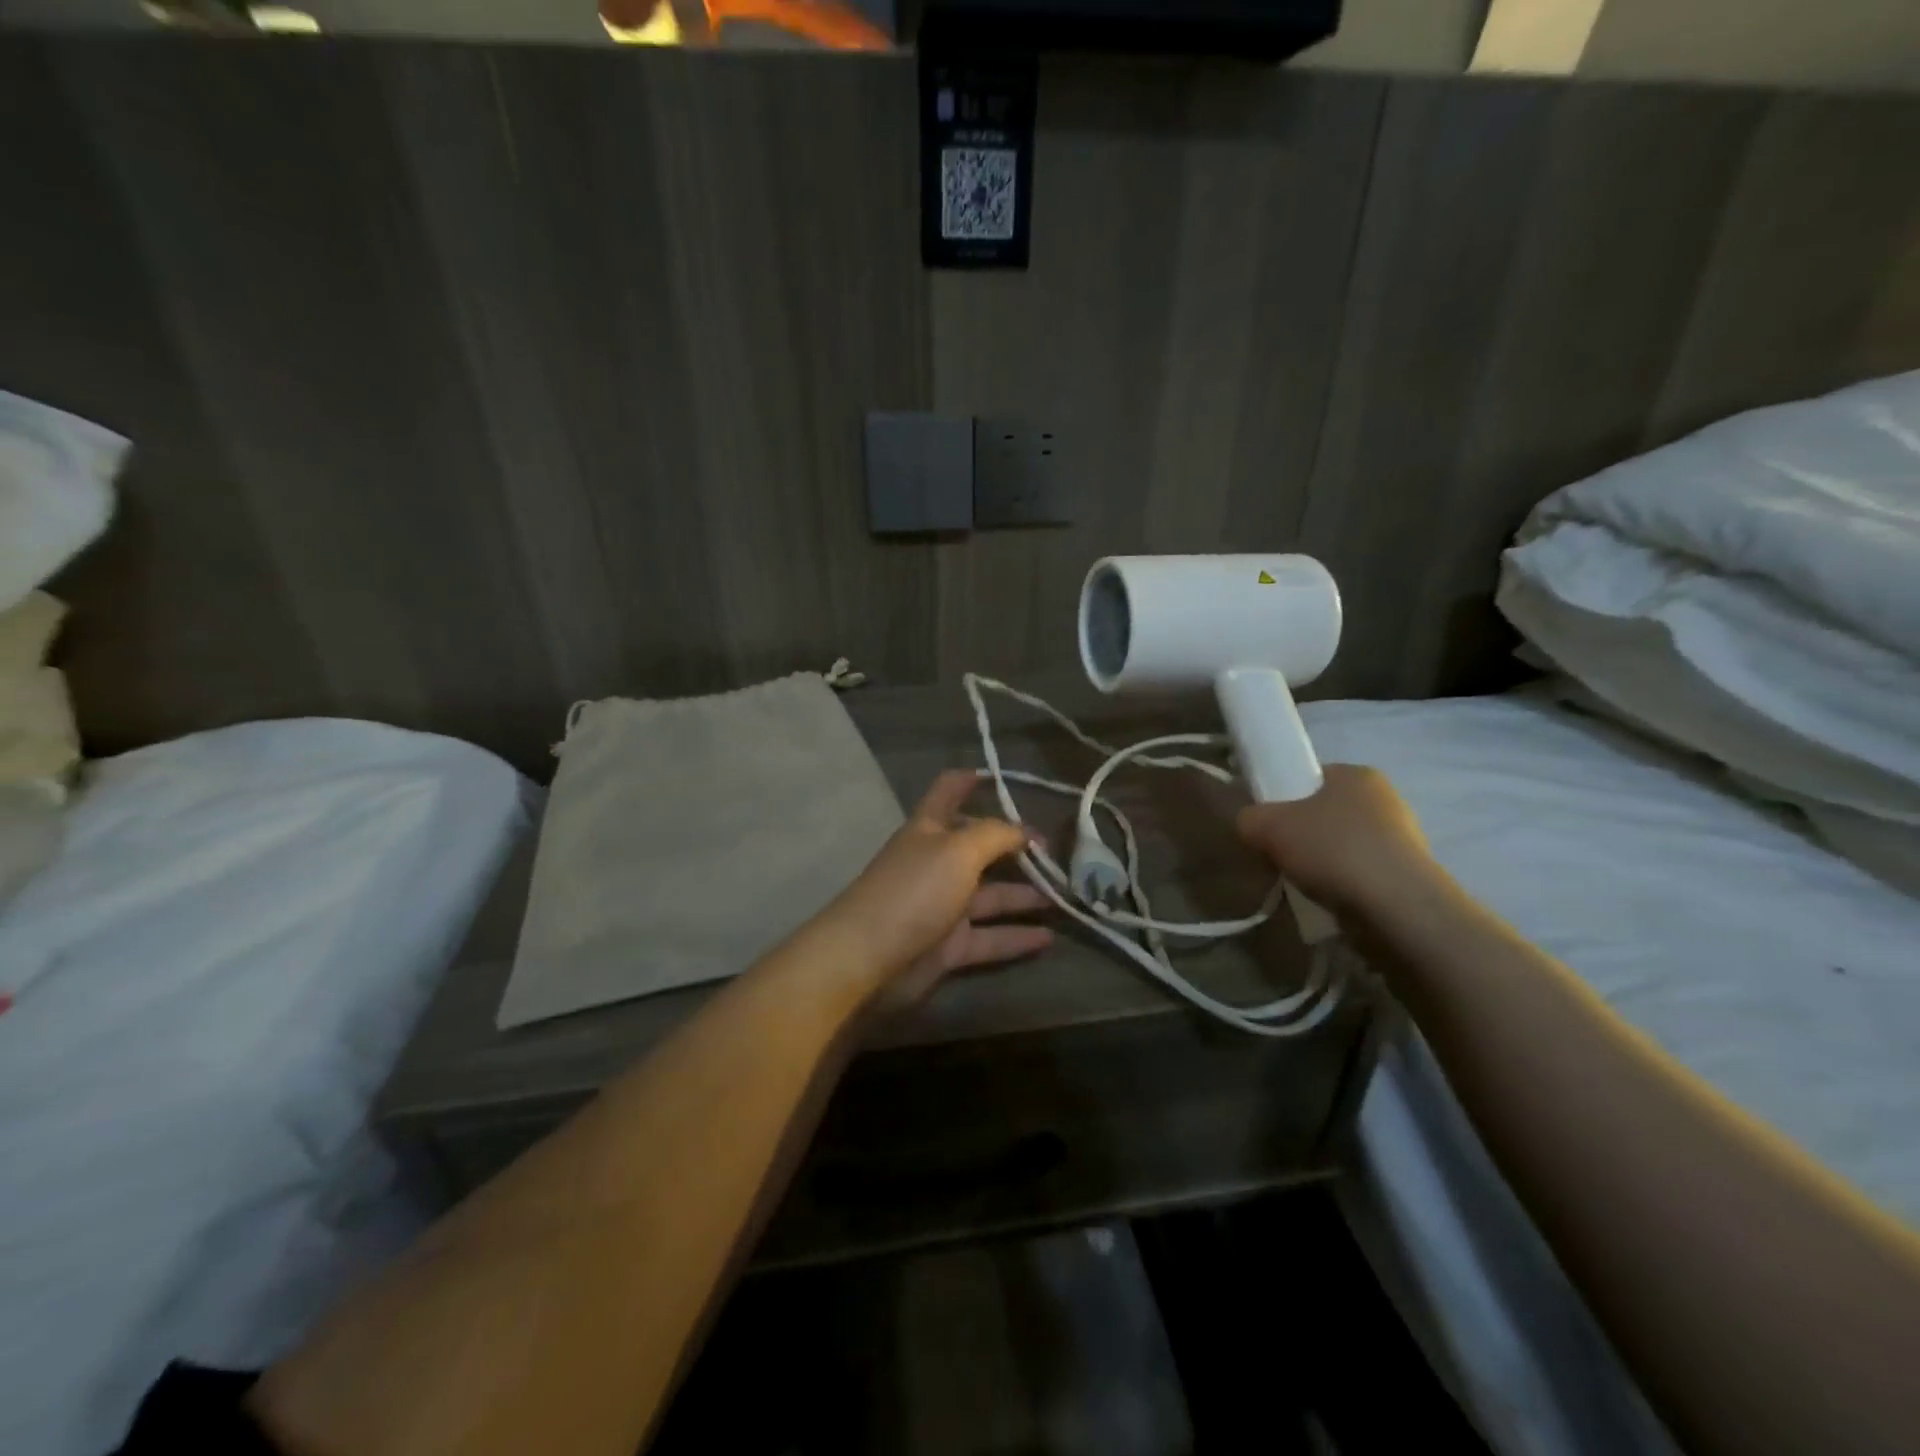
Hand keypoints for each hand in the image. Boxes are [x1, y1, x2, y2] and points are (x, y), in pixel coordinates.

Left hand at [816, 769, 1052, 1010]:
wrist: (870, 959)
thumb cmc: (914, 890)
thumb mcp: (958, 849)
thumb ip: (996, 834)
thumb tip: (1025, 831)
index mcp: (930, 829)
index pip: (949, 790)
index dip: (972, 779)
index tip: (1003, 776)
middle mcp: (937, 863)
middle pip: (980, 847)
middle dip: (1016, 846)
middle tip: (1059, 853)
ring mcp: (943, 906)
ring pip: (991, 895)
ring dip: (1026, 894)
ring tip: (1065, 895)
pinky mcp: (949, 946)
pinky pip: (990, 937)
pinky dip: (1017, 937)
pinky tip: (1049, 937)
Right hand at [1236, 764, 1438, 919]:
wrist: (1396, 908)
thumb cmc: (1332, 849)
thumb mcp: (1267, 826)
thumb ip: (1248, 818)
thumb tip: (1250, 825)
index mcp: (1357, 774)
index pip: (1311, 778)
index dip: (1284, 798)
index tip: (1269, 825)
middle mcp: (1386, 798)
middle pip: (1325, 813)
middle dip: (1301, 835)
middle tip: (1279, 856)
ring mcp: (1403, 838)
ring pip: (1342, 845)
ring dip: (1321, 863)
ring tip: (1303, 884)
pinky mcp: (1409, 875)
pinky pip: (1360, 873)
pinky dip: (1342, 884)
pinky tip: (1328, 900)